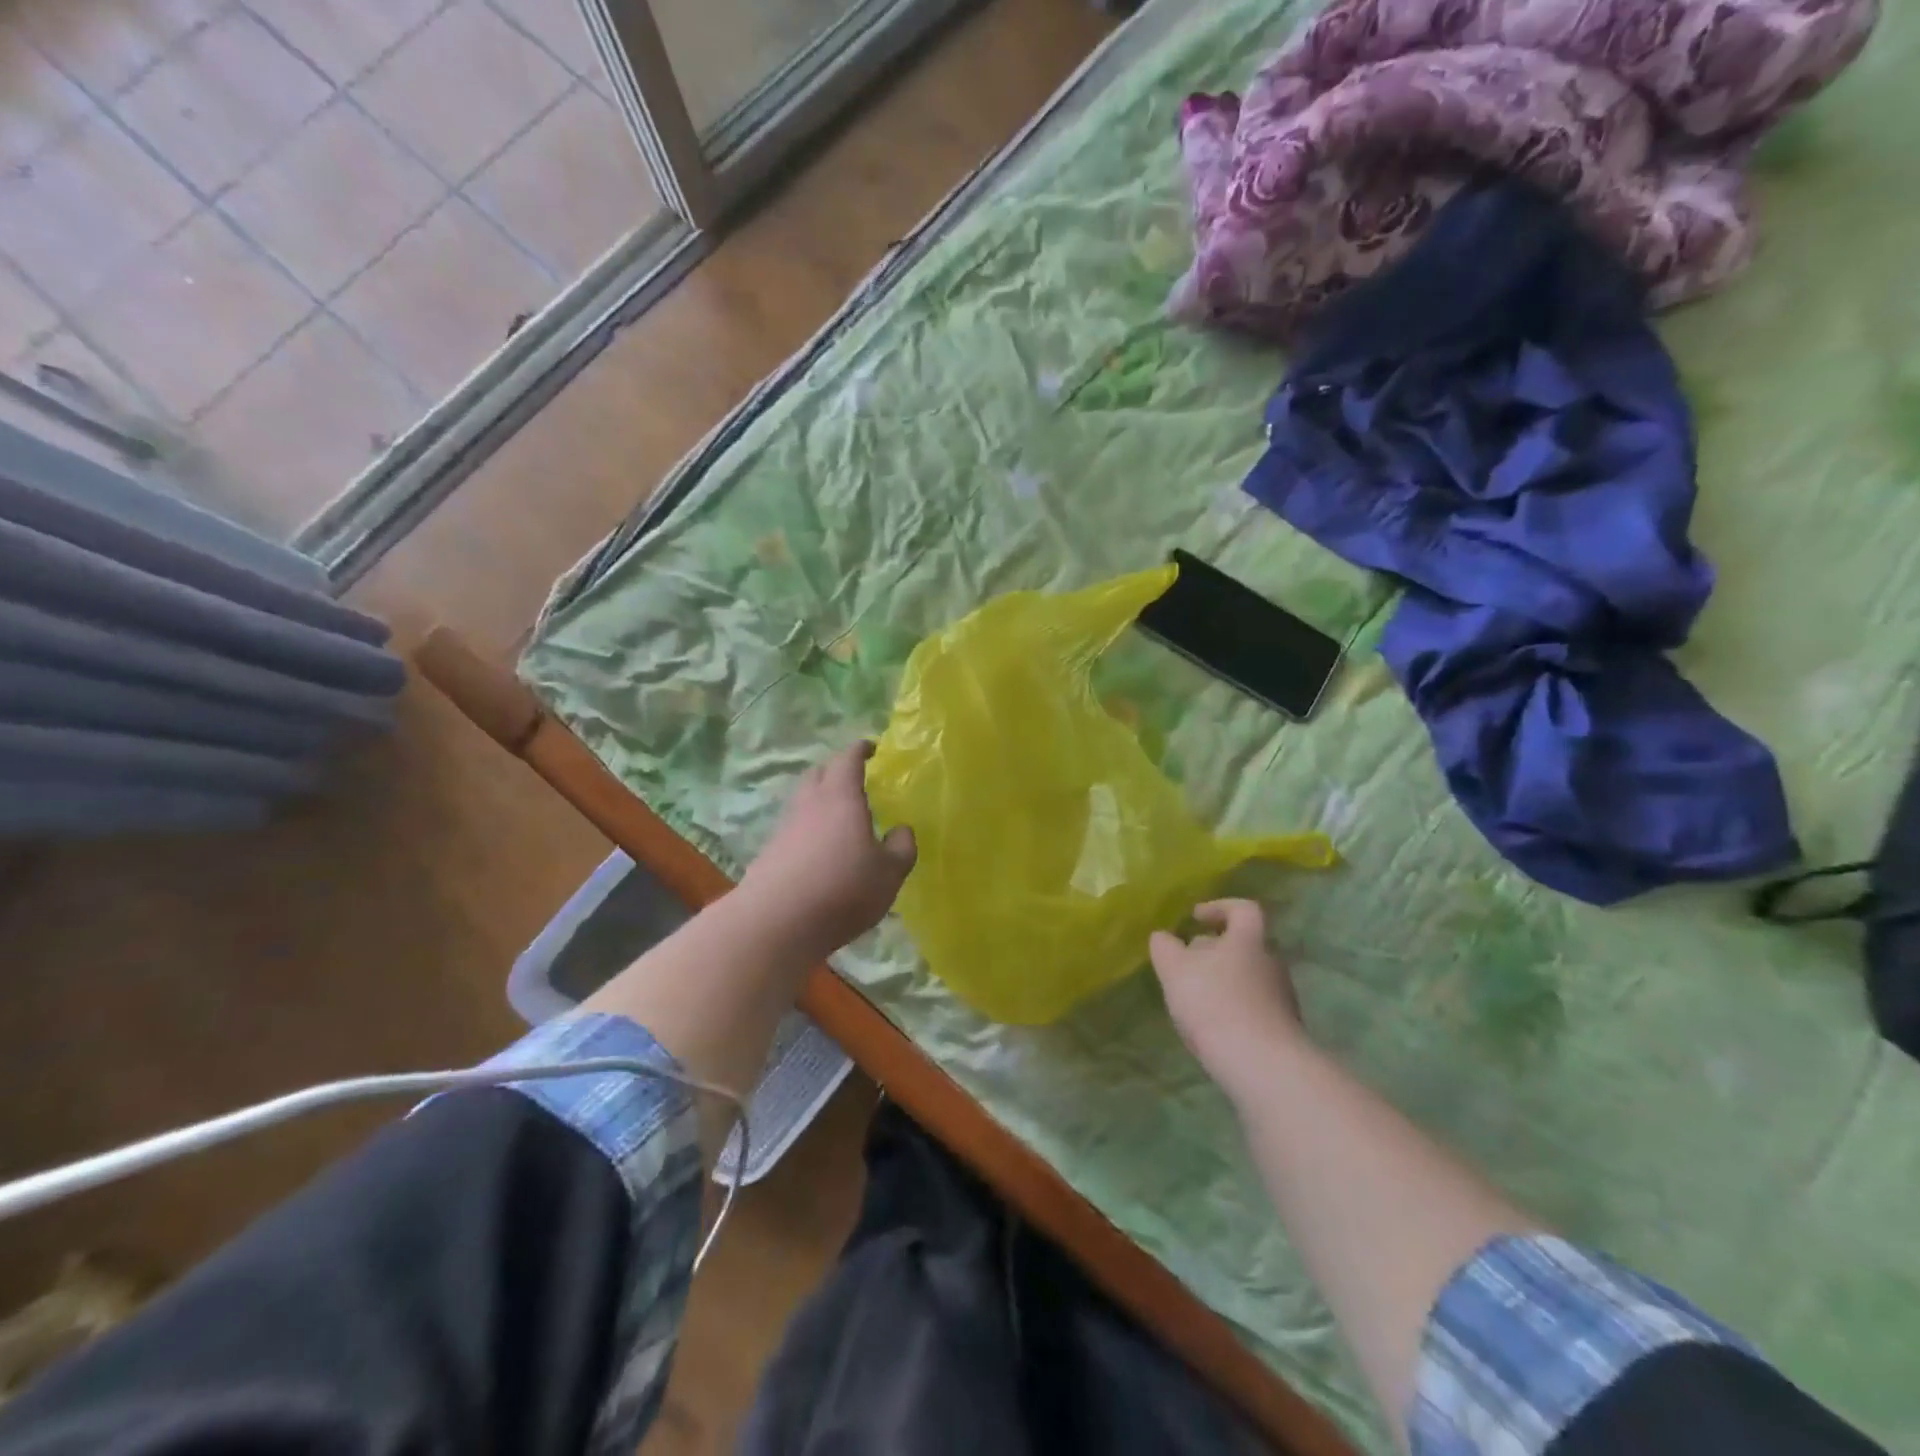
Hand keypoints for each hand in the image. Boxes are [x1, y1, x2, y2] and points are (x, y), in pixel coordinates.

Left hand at [737, 741, 916, 958]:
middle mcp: (809, 804)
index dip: (860, 750)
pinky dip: (809, 829)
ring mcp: (785, 828)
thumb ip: (901, 848)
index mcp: (841, 797)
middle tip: (854, 778)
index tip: (871, 748)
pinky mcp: (770, 853)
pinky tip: (820, 850)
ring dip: (820, 800)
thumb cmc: (842, 889)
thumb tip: (902, 831)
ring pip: (803, 801)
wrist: (776, 922)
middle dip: (836, 770)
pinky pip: (794, 828)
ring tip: (839, 816)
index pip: (848, 759)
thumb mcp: (889, 873)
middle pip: (819, 773)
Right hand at [1149, 900, 1304, 1093]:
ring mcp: (1282, 998)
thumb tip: (1164, 937)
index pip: (1243, 909)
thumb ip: (1165, 947)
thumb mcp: (1175, 969)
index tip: (1196, 918)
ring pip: (1248, 977)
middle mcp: (1271, 962)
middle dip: (1215, 950)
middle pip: (1245, 945)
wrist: (1262, 1065)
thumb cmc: (1215, 1003)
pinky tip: (1213, 1027)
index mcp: (1249, 940)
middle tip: (1188, 963)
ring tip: (1195, 999)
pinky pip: (1254, 1007)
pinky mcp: (1284, 1029)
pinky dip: (1233, 1009)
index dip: (1219, 907)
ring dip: (1223, 981)